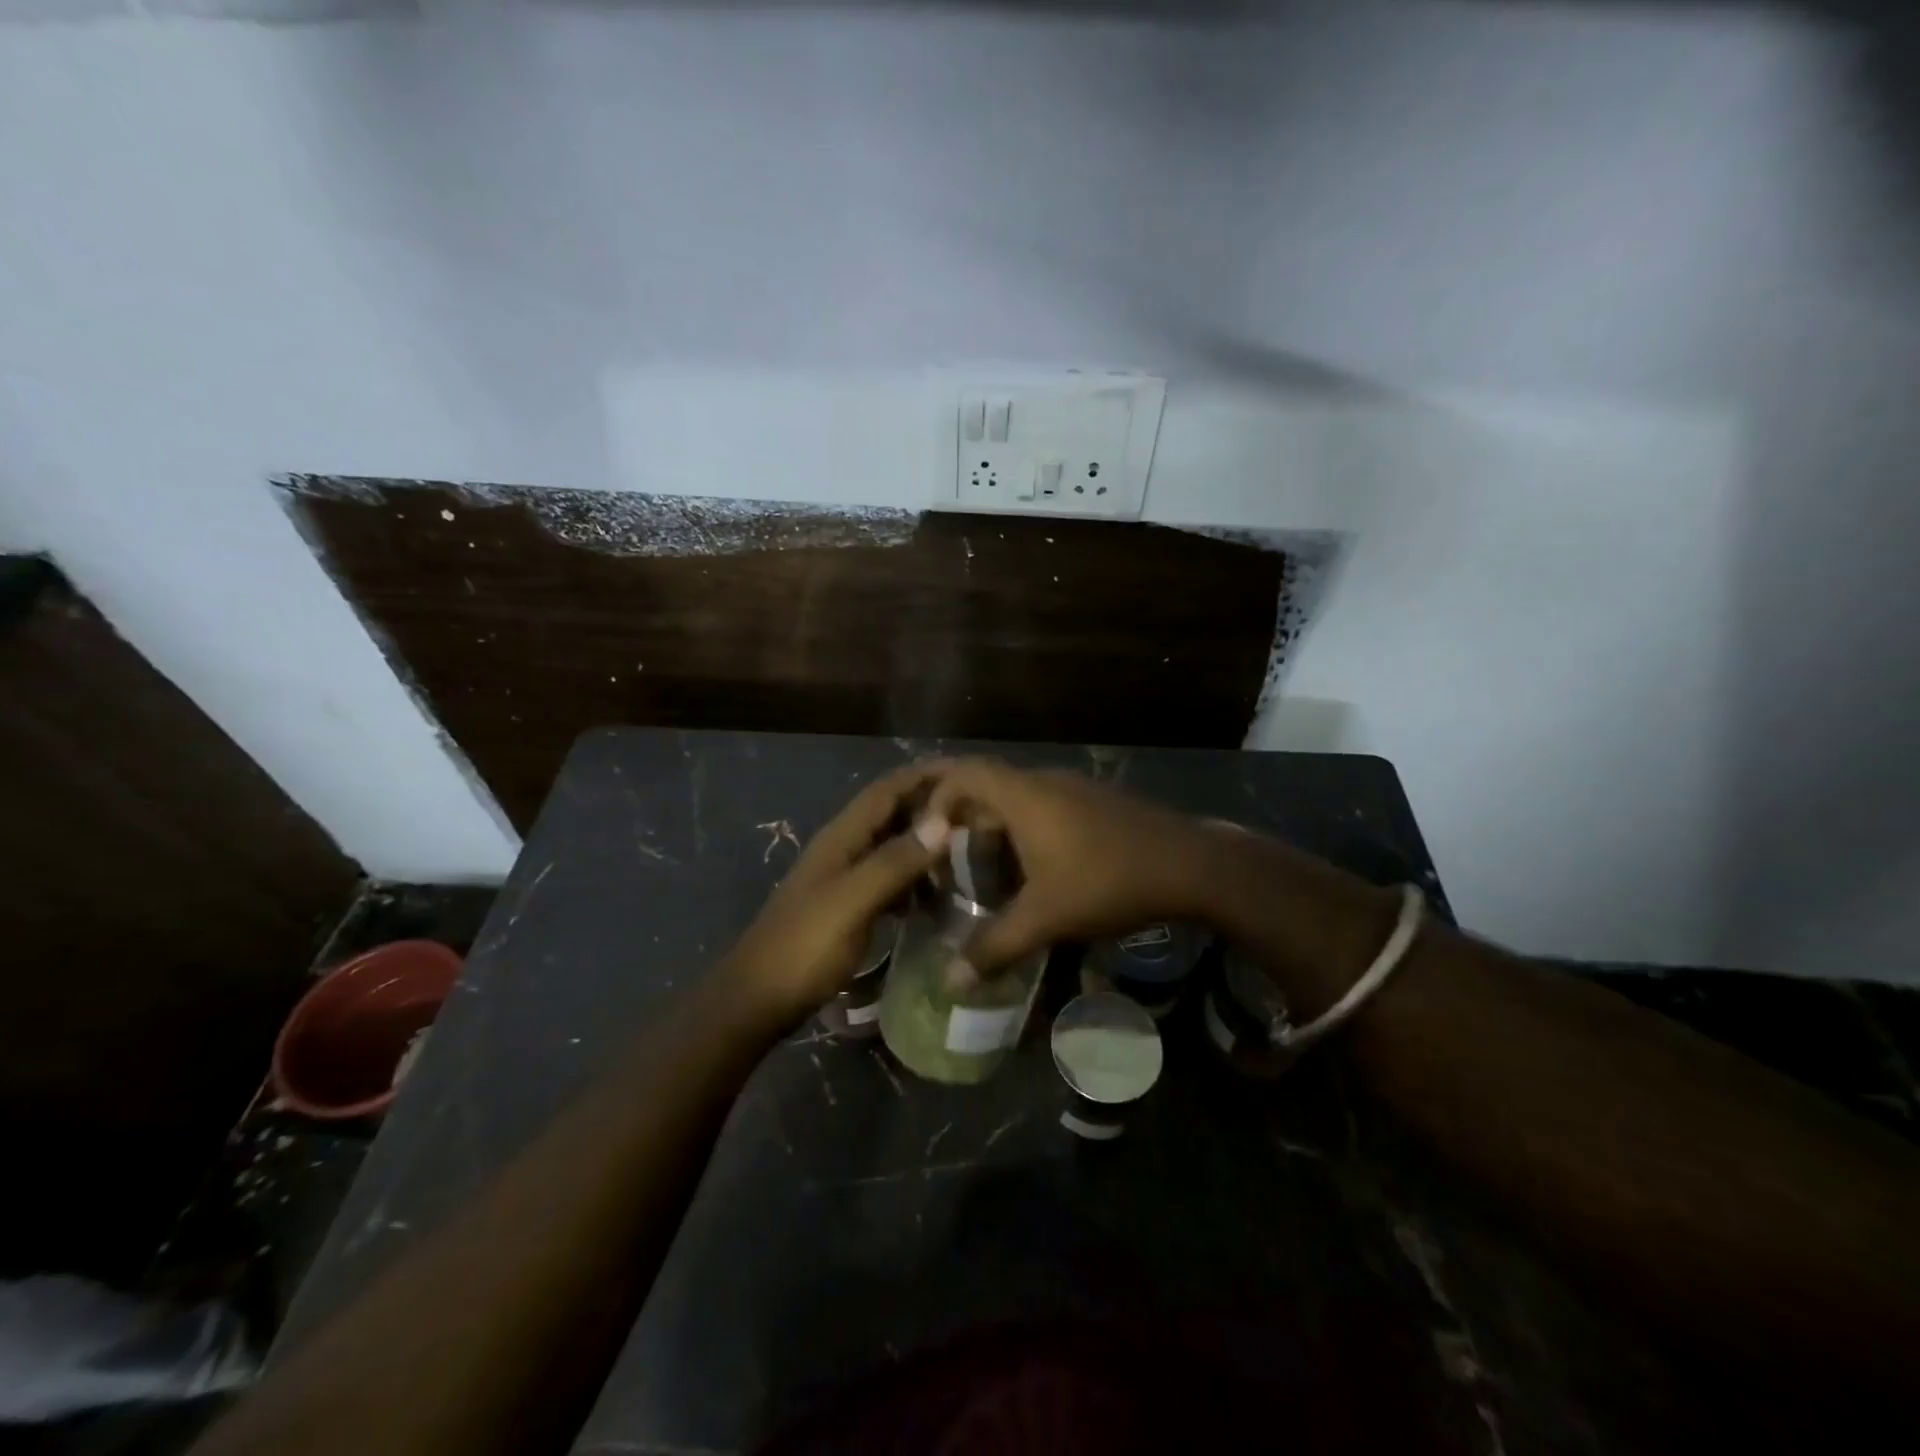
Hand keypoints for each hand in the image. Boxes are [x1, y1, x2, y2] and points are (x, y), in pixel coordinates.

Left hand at [719, 763, 951, 1027]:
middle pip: (891, 813)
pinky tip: (935, 896)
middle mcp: (843, 847)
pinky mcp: (847, 905)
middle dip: (930, 807)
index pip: (887, 789)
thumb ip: (895, 861)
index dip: (924, 775)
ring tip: (967, 854)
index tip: (969, 773)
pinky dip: (914, 878)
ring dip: (925, 844)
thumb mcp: (853, 902)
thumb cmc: (805, 947)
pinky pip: (888, 878)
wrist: (758, 999)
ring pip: (891, 846)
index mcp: (842, 837)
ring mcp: (843, 877)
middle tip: (979, 814)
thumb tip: (942, 820)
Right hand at [924, 759, 1215, 983]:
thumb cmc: (1108, 881)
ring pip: (1020, 800)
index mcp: (1024, 796)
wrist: (1192, 865)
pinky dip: (1027, 832)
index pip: (965, 773)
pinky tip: (1037, 873)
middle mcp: (1045, 783)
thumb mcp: (1046, 918)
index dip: (938, 798)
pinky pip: (1046, 808)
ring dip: (998, 830)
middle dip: (964, 822)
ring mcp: (1076, 790)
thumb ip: (995, 947)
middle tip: (950, 862)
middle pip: (989, 787)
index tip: (928, 838)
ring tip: (989, 873)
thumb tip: (951, 980)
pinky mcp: (1098, 804)